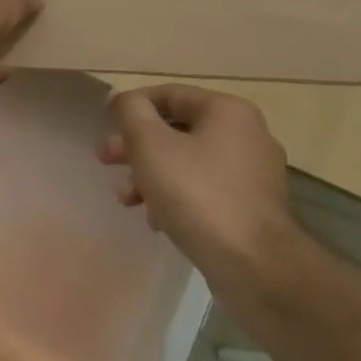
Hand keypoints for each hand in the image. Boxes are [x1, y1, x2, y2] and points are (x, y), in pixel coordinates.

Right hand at [100, 84, 298, 276]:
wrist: (255, 266)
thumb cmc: (197, 193)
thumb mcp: (150, 145)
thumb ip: (131, 112)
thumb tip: (123, 97)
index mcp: (227, 112)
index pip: (169, 94)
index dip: (131, 107)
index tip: (105, 126)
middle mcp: (247, 136)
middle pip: (177, 130)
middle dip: (136, 146)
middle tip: (106, 160)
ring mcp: (253, 175)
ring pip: (188, 163)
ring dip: (151, 175)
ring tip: (126, 199)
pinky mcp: (253, 209)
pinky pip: (205, 191)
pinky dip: (176, 198)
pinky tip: (156, 221)